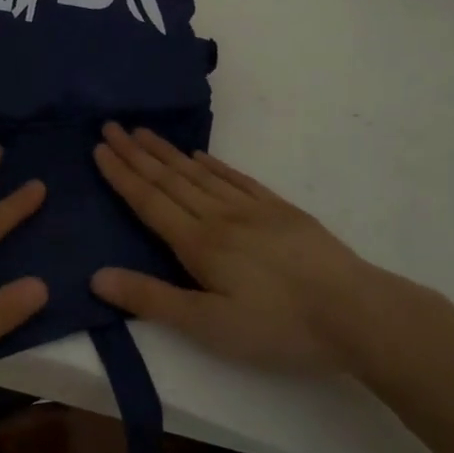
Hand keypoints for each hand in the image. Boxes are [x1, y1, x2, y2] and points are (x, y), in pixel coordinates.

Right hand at [90, 124, 394, 376]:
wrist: (357, 313)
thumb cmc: (278, 327)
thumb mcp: (209, 325)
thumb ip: (152, 299)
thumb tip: (96, 276)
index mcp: (198, 243)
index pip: (149, 201)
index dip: (121, 174)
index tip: (99, 147)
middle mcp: (218, 216)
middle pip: (169, 179)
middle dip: (136, 153)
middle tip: (111, 126)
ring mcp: (252, 209)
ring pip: (198, 174)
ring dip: (167, 152)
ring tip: (144, 132)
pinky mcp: (280, 211)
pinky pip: (237, 179)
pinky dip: (213, 165)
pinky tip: (199, 156)